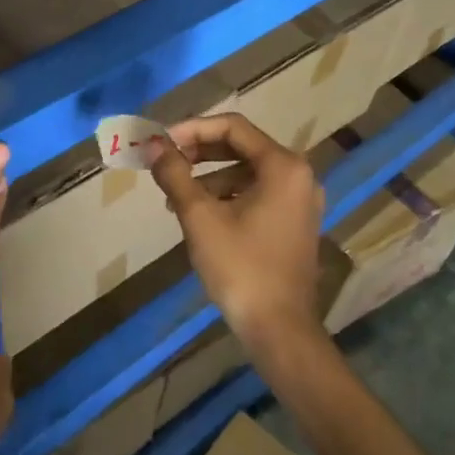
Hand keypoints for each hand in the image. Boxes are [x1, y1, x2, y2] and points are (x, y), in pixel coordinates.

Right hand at [146, 113, 325, 352]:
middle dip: (200, 152)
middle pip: (242, 146)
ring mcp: (300, 201)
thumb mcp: (200, 217)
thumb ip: (175, 175)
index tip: (162, 142)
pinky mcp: (294, 223)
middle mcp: (298, 176)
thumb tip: (154, 146)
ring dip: (209, 176)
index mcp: (283, 166)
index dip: (192, 129)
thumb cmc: (240, 267)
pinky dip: (227, 195)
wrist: (278, 328)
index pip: (233, 127)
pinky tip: (199, 215)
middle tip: (166, 163)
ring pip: (247, 172)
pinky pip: (257, 193)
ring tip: (175, 197)